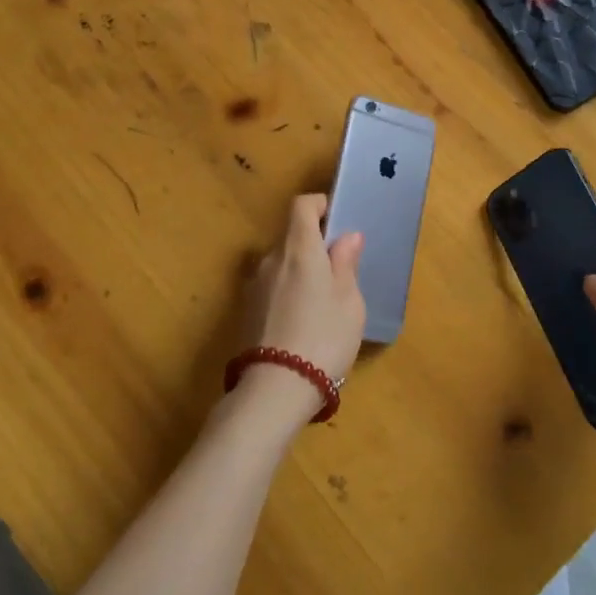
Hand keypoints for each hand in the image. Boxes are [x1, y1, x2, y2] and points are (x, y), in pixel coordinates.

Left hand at [240, 194, 365, 420]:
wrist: (275, 389)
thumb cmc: (323, 337)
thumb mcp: (349, 301)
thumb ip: (346, 264)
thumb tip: (346, 237)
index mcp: (299, 248)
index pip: (302, 206)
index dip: (320, 205)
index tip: (337, 221)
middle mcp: (271, 259)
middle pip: (292, 237)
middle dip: (314, 245)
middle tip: (339, 271)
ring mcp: (254, 286)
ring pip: (282, 265)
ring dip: (301, 272)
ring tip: (323, 303)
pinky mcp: (246, 312)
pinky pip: (273, 288)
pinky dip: (288, 293)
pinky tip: (303, 322)